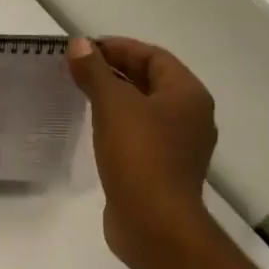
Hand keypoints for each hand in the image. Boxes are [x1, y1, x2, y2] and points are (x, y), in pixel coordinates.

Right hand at [68, 36, 217, 268]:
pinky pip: (139, 134)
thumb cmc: (140, 154)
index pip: (154, 56)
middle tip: (78, 68)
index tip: (85, 49)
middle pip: (151, 81)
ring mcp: (178, 146)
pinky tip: (94, 127)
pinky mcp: (162, 170)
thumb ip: (95, 71)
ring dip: (115, 97)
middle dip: (116, 70)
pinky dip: (117, 123)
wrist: (154, 223)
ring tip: (81, 92)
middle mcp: (190, 117)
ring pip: (144, 108)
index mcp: (188, 95)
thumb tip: (79, 44)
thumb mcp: (113, 104)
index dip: (120, 48)